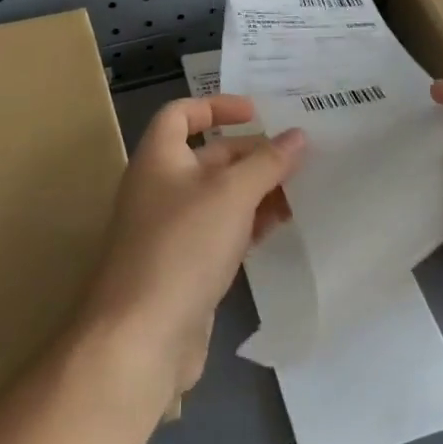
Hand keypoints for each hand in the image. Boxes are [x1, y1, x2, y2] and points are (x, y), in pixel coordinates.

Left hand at [79, 96, 305, 410]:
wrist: (141, 337)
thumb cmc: (183, 247)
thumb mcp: (231, 195)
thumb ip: (267, 163)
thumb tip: (298, 135)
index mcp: (159, 159)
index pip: (181, 114)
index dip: (217, 105)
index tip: (257, 112)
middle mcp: (161, 188)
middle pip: (209, 156)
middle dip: (252, 154)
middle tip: (299, 156)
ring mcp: (172, 229)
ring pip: (220, 196)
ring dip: (257, 191)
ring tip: (301, 192)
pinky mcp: (185, 265)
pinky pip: (221, 231)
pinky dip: (249, 224)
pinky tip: (280, 227)